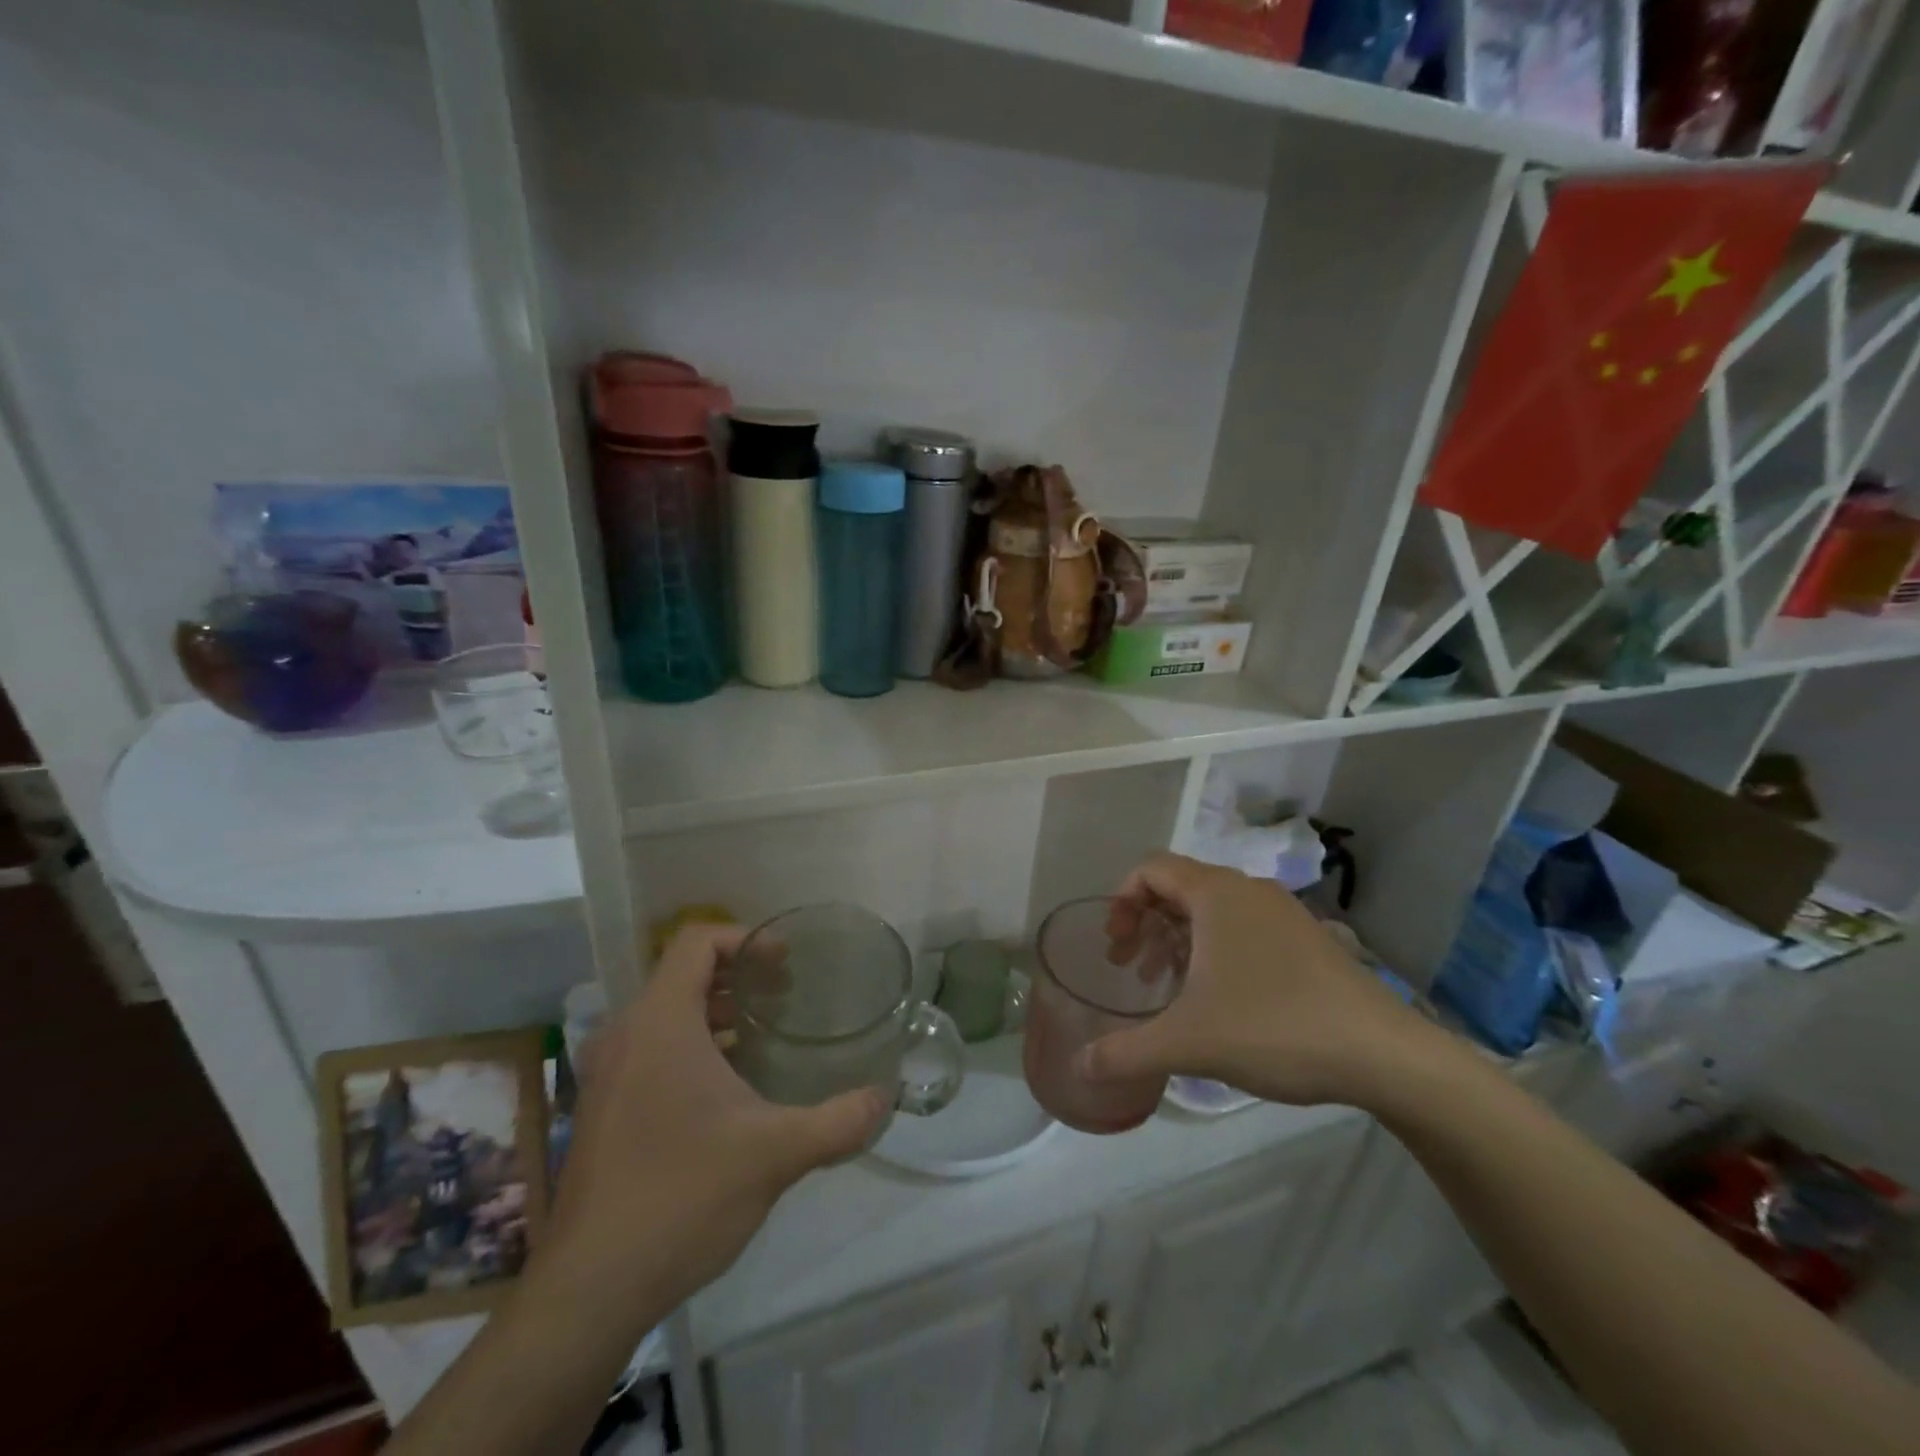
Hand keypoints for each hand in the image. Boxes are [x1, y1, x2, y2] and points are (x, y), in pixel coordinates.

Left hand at [535, 925, 886, 1333]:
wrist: (590, 1289)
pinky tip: (727, 1086)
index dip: (745, 938)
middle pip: (683, 973)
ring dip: (714, 1011)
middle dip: (738, 975)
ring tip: (762, 1034)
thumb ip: (838, 1121)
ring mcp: (607, 1073)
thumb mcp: (775, 1153)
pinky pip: (650, 1048)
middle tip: (785, 994)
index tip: (786, 963)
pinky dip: (691, 1044)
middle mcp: (626, 1035)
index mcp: (660, 1023)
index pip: (697, 941)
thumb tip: (885, 1099)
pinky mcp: (602, 1108)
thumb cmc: (683, 1196)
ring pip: (665, 1013)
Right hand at [1077, 854, 1443, 1108]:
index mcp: (1216, 893)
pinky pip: (1243, 929)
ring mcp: (1283, 913)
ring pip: (1212, 911)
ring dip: (1178, 940)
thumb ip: (1126, 1052)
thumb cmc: (1274, 1028)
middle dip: (1145, 925)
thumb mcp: (1188, 1042)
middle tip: (1130, 969)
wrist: (1385, 1055)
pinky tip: (1218, 1000)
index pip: (1150, 869)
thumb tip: (1080, 1066)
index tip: (1113, 946)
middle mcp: (1248, 890)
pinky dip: (1214, 951)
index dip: (1121, 901)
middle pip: (1178, 888)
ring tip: (1167, 986)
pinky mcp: (1306, 940)